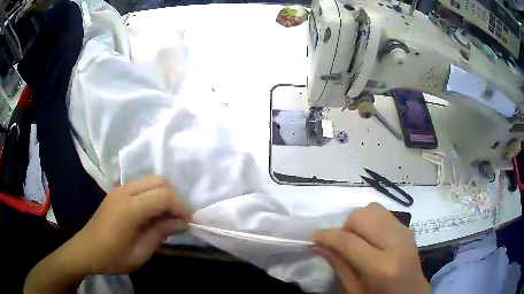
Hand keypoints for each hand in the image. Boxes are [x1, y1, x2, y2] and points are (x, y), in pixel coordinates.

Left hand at [76, 176, 192, 273]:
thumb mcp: (140, 253)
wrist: (86, 249)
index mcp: (129, 209)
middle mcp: (125, 191)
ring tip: (168, 216)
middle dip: (175, 197)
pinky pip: (142, 185)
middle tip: (179, 218)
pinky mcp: (118, 191)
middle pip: (159, 181)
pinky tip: (153, 213)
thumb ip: (160, 233)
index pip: (163, 196)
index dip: (181, 207)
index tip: (188, 222)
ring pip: (151, 180)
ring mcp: (120, 189)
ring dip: (165, 194)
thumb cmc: (113, 257)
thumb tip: (181, 222)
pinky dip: (154, 195)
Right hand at [313, 203, 428, 293]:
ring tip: (358, 240)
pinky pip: (383, 213)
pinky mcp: (408, 228)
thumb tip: (317, 245)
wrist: (412, 293)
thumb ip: (338, 266)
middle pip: (362, 216)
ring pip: (373, 209)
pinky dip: (371, 221)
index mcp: (381, 266)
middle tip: (342, 244)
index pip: (349, 241)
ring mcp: (404, 232)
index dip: (327, 236)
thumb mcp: (355, 290)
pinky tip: (371, 238)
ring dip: (359, 221)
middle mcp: (396, 243)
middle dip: (346, 227)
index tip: (315, 236)